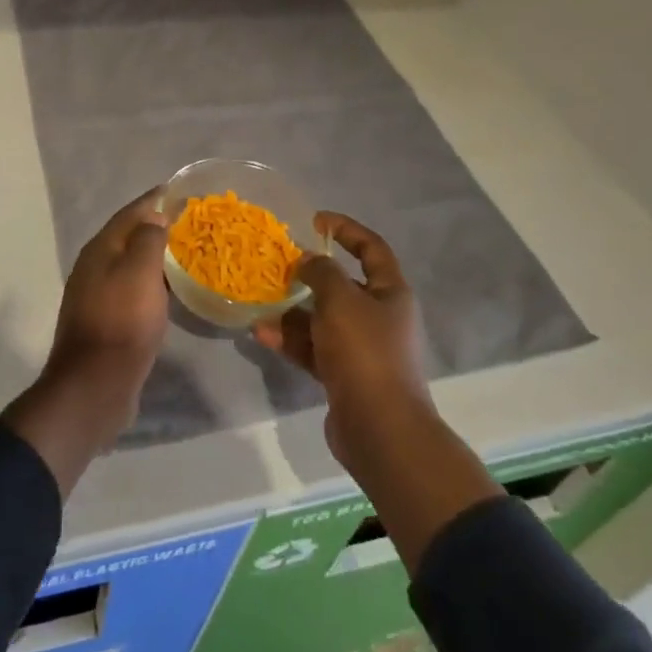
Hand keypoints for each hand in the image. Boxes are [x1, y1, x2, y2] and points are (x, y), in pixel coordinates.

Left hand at [3, 189, 168, 495]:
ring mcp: (98, 294)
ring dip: (156, 255)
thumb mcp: (140, 272)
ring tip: (188, 251)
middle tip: (191, 222)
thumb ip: (148, 239)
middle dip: (158, 225)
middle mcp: (95, 266)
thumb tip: (154, 216)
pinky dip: (153, 281)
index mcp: (100, 249)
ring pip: (132, 263)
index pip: (131, 212)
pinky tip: (171, 289)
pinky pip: (133, 289)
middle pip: (129, 236)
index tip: (182, 191)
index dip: (156, 199)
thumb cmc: (122, 322)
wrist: (96, 385)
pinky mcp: (107, 320)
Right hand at [252, 212, 433, 462]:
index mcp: (390, 293)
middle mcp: (380, 317)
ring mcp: (362, 349)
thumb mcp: (340, 300)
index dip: (345, 230)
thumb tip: (309, 260)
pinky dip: (291, 340)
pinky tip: (262, 334)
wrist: (381, 430)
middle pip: (343, 286)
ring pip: (322, 320)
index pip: (371, 248)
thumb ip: (321, 273)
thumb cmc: (365, 353)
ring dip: (292, 312)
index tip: (315, 221)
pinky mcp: (345, 376)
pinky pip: (314, 349)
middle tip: (278, 267)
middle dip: (309, 277)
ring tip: (260, 304)